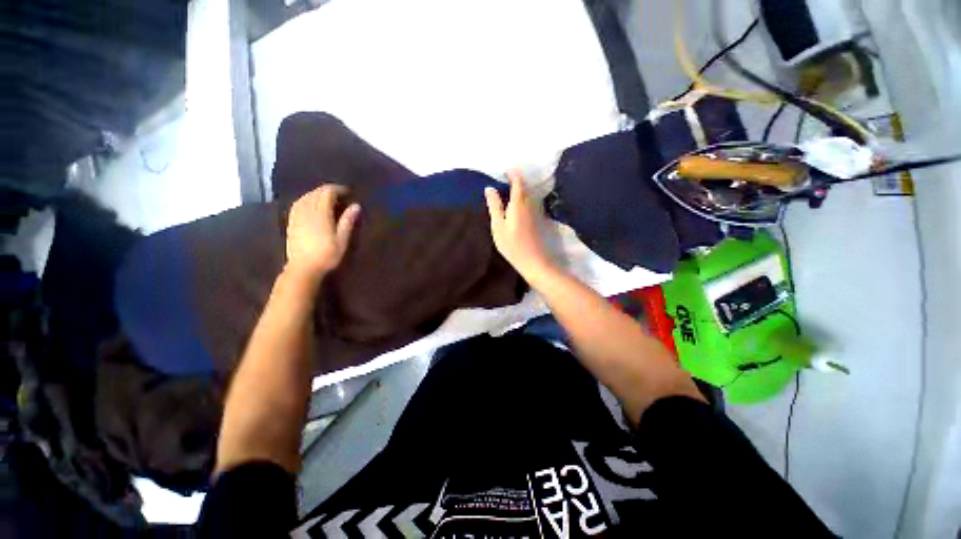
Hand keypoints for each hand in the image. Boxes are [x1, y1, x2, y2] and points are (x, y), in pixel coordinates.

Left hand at [285, 185, 360, 283]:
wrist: (303, 268)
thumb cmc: (327, 255)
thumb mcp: (342, 240)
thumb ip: (348, 221)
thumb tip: (356, 205)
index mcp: (321, 214)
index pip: (327, 193)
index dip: (338, 189)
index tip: (348, 192)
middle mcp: (307, 211)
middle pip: (316, 193)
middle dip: (328, 191)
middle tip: (341, 196)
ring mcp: (297, 216)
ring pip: (306, 197)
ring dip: (317, 194)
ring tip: (327, 199)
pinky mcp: (291, 222)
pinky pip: (298, 204)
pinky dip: (306, 199)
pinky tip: (311, 204)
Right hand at [485, 170, 553, 280]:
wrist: (533, 261)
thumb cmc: (512, 245)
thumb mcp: (498, 226)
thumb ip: (494, 206)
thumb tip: (489, 188)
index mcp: (519, 204)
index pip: (518, 182)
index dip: (513, 174)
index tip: (505, 170)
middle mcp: (530, 204)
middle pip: (525, 188)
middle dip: (517, 181)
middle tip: (505, 180)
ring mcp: (536, 212)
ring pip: (529, 195)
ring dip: (521, 190)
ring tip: (510, 191)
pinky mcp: (538, 220)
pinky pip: (531, 203)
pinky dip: (524, 199)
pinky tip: (518, 206)